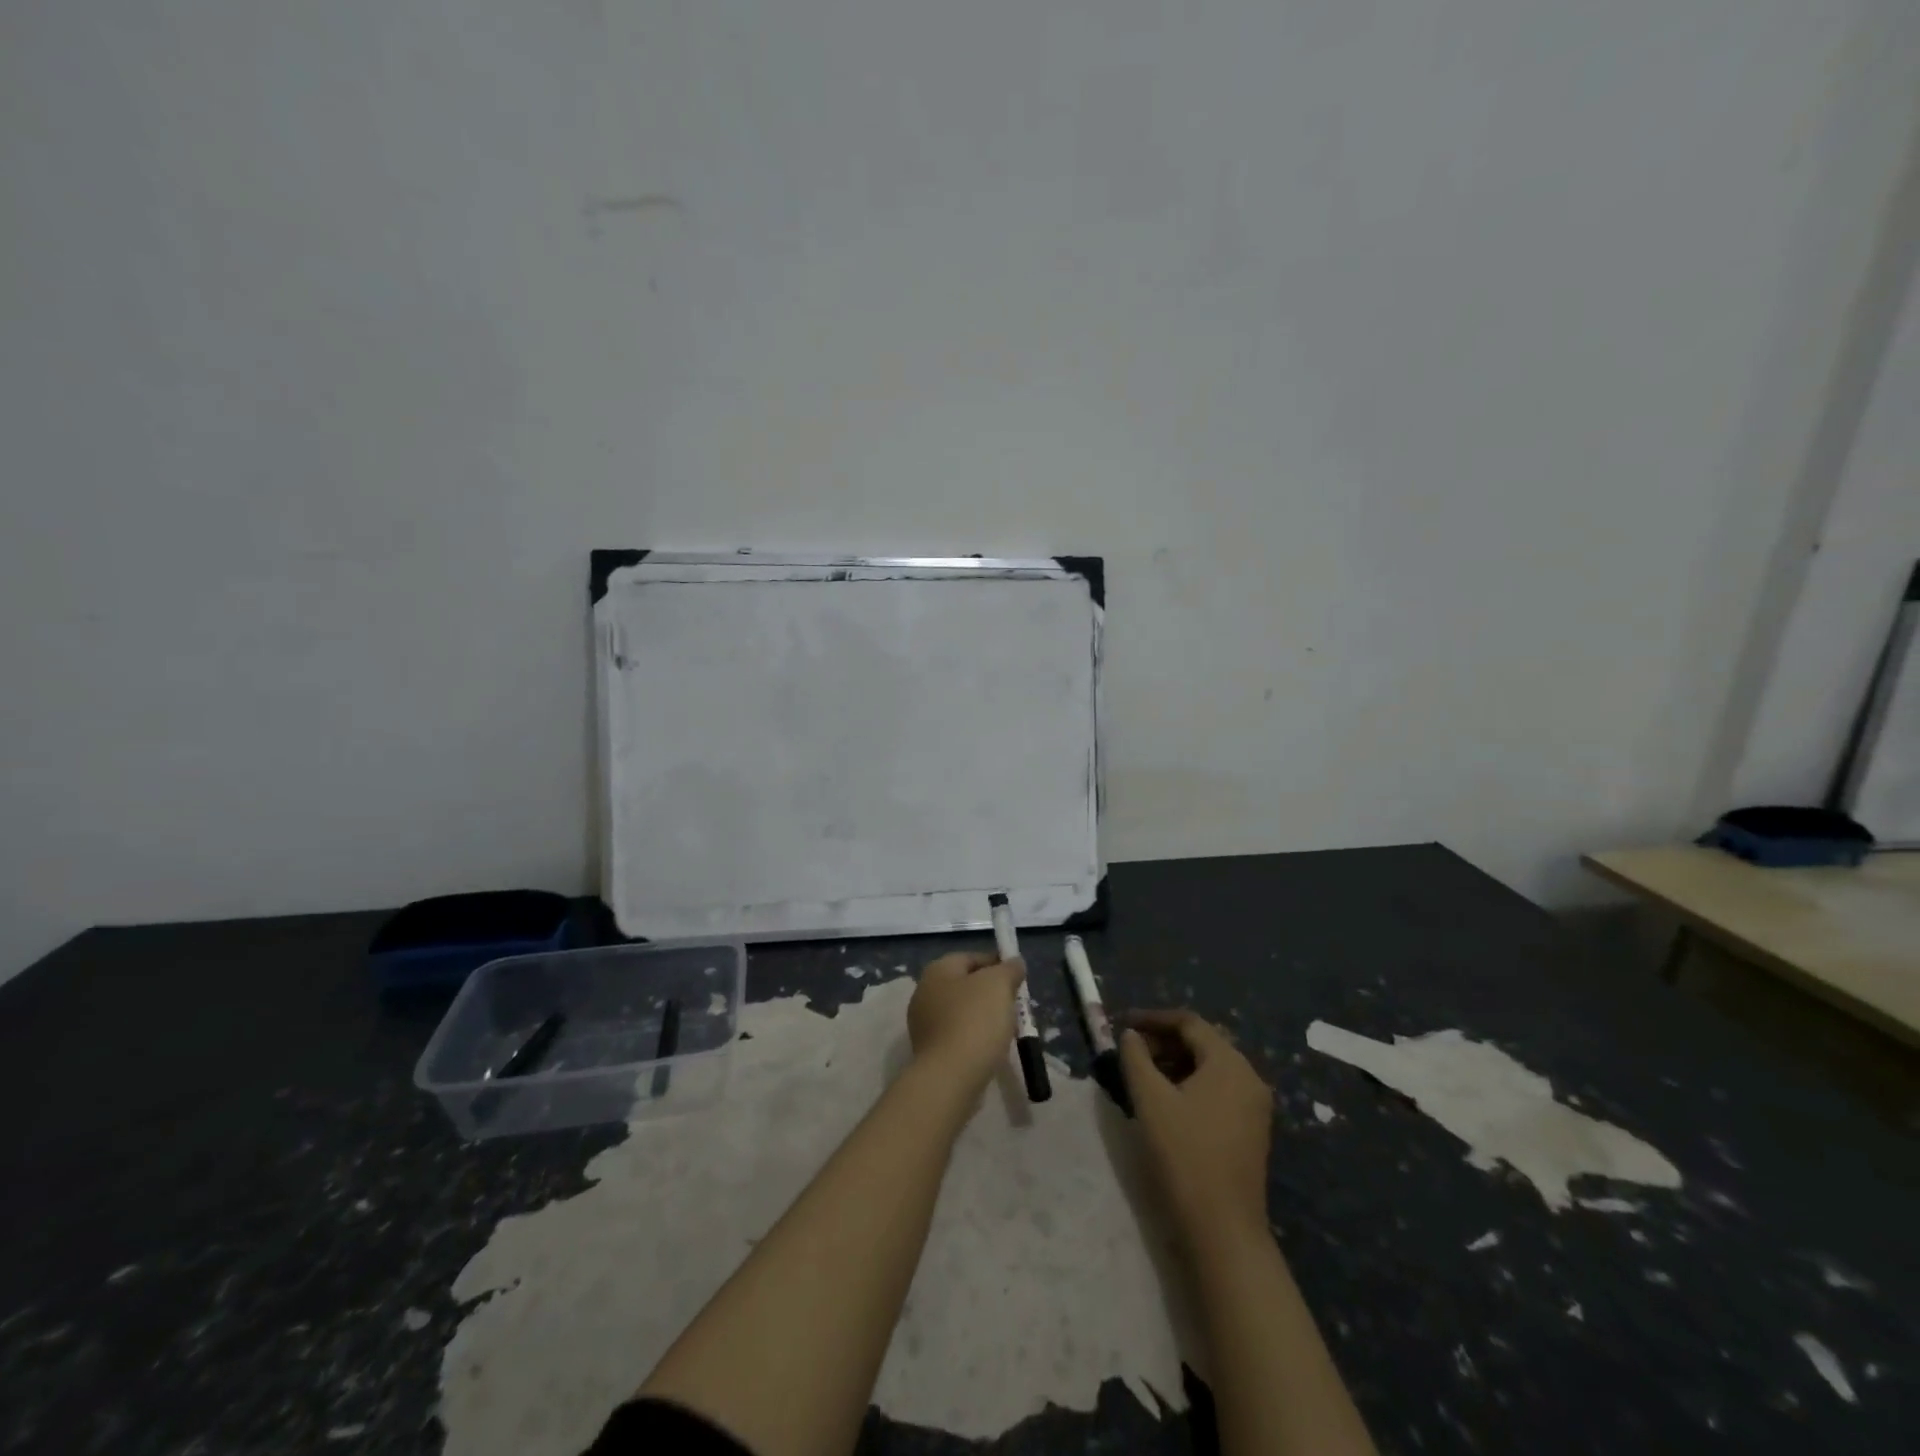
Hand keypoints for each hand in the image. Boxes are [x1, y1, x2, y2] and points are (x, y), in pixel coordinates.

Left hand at [907, 951, 1024, 1092]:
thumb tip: (1014, 962)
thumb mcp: (999, 985)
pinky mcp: (929, 1051)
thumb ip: (1009, 969)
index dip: (996, 963)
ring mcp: (924, 1023)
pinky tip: (991, 1048)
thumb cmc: (975, 1021)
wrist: (950, 1077)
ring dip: (984, 1016)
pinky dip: (974, 1038)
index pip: (970, 957)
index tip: (1018, 978)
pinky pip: (957, 1035)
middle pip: (965, 984)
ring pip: (962, 1011)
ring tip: (1007, 1028)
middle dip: (991, 992)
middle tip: (1015, 1003)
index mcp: (937, 970)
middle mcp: (924, 992)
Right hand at [1120, 1009, 1273, 1246]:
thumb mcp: (1150, 1100)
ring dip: (1175, 1063)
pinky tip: (1166, 1100)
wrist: (1223, 1230)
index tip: (1122, 1023)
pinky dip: (1190, 1084)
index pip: (1189, 1023)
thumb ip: (1136, 1058)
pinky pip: (1218, 1090)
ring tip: (1142, 1074)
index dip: (1153, 1018)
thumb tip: (1130, 1036)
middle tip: (1131, 1050)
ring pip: (1210, 1067)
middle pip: (1202, 1043)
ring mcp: (1254, 1106)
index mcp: (1230, 1063)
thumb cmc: (1184, 1155)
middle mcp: (1249, 1077)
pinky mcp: (1251, 1130)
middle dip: (1164, 1041)